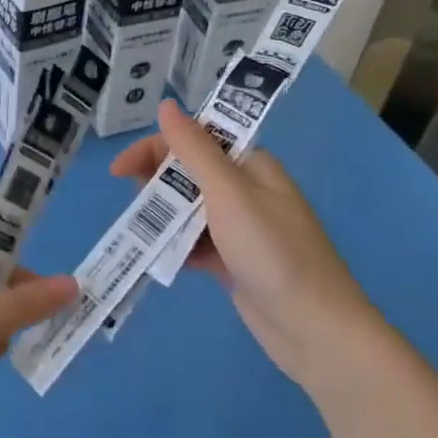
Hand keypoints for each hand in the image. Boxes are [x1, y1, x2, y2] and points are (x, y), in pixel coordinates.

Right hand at [111, 102, 382, 387]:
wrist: (317, 332)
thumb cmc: (273, 252)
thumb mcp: (228, 193)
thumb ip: (194, 149)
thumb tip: (166, 105)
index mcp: (250, 165)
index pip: (194, 139)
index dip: (155, 147)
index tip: (120, 171)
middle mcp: (246, 190)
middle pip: (189, 172)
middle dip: (157, 182)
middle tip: (135, 203)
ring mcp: (240, 228)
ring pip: (188, 208)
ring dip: (164, 216)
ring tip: (143, 232)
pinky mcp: (234, 261)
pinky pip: (195, 242)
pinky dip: (176, 245)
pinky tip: (160, 257)